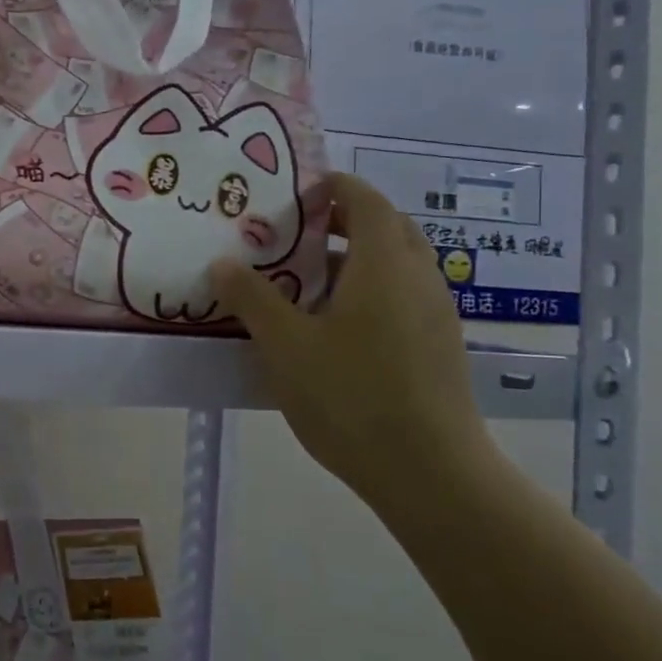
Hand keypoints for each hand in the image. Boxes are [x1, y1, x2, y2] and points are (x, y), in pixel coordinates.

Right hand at [213, 173, 492, 503]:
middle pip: (387, 229)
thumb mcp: (285, 344)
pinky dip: (369, 292)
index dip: (333, 187)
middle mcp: (419, 278)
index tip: (296, 192)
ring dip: (355, 260)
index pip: (365, 201)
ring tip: (304, 281)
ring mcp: (436, 314)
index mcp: (385, 264)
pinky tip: (332, 328)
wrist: (431, 473)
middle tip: (295, 234)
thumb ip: (252, 298)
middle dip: (344, 222)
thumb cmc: (351, 396)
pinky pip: (402, 298)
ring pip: (396, 266)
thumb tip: (222, 262)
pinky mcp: (439, 347)